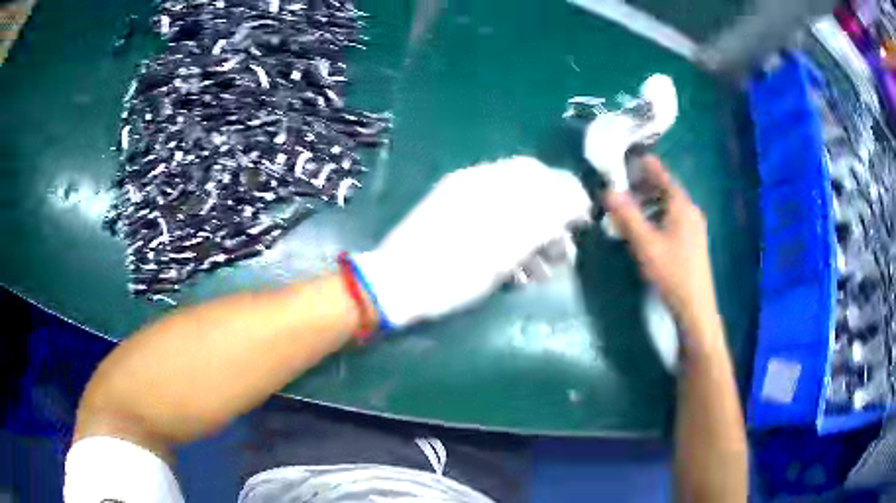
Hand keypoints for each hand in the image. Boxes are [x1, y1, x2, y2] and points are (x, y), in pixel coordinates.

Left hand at [354, 156, 591, 326]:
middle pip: (528, 190)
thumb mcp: (502, 253)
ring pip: (512, 207)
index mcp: (488, 184)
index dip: (569, 196)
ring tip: (545, 270)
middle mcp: (476, 182)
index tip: (584, 222)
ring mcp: (461, 199)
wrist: (395, 286)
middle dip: (553, 219)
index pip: (541, 175)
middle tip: (564, 252)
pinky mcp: (452, 218)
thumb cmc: (451, 274)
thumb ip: (540, 223)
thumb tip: (572, 204)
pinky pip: (493, 219)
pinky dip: (512, 240)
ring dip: (534, 235)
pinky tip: (520, 271)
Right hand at [604, 157, 718, 341]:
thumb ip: (626, 216)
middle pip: (667, 188)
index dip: (646, 165)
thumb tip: (607, 191)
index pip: (663, 175)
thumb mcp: (645, 244)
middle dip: (645, 183)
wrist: (695, 306)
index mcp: (681, 205)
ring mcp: (694, 226)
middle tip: (623, 182)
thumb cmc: (671, 272)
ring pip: (670, 204)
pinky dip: (658, 213)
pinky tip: (647, 226)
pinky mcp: (692, 241)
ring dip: (650, 200)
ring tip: (631, 204)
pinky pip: (673, 217)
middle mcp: (690, 211)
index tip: (628, 157)